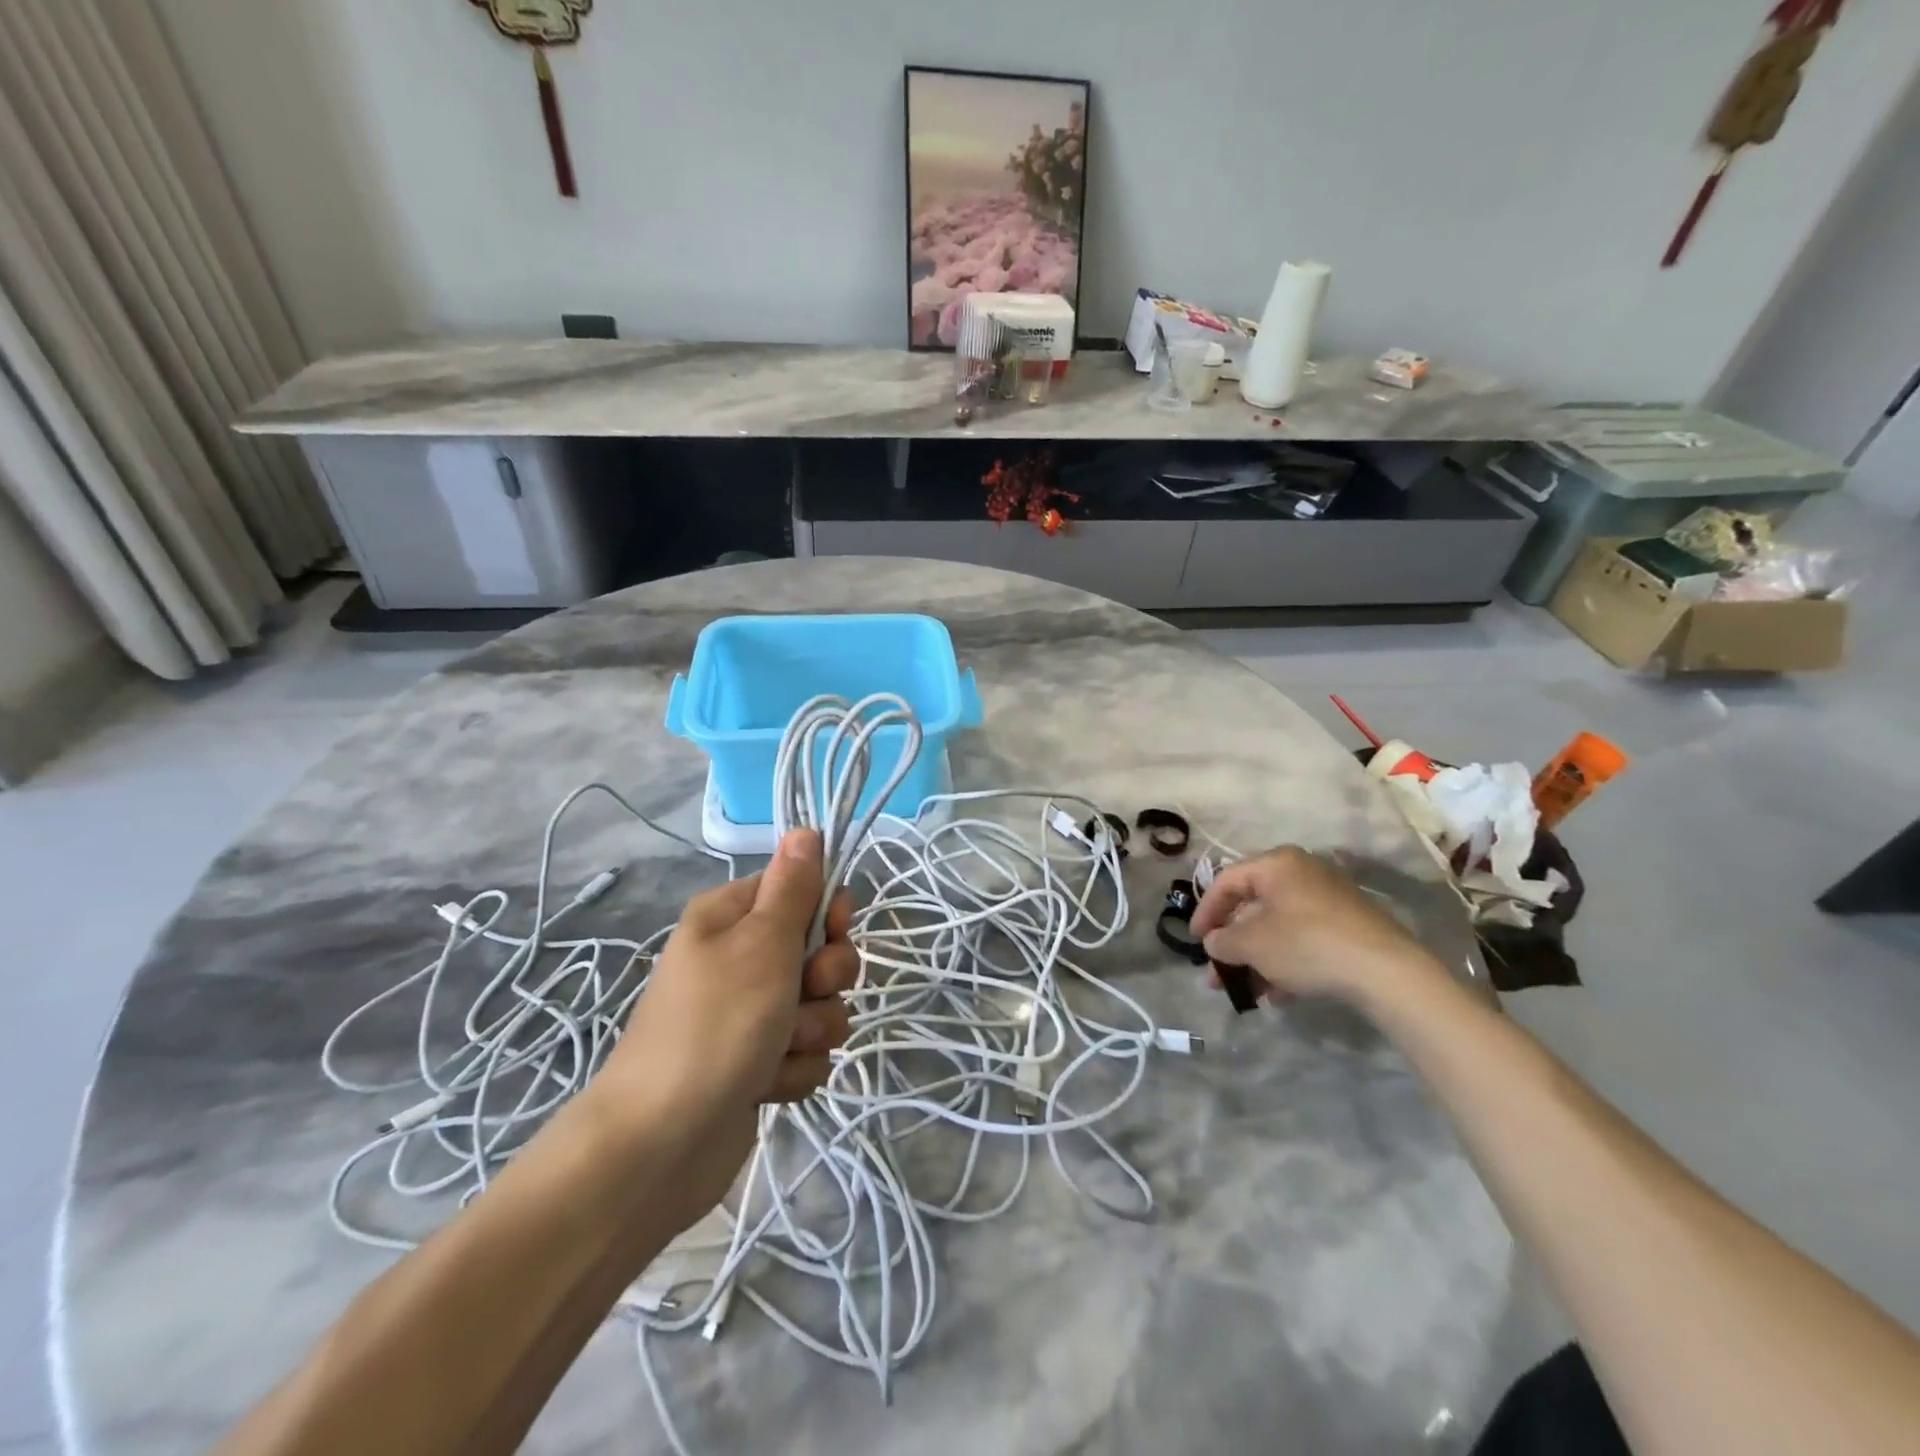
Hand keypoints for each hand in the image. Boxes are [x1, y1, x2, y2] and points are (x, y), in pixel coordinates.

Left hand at [588, 830, 856, 1229]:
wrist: (659, 1146)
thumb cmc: (715, 1026)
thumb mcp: (762, 944)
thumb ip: (793, 888)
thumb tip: (805, 829)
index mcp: (731, 917)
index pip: (802, 890)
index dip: (828, 912)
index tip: (835, 931)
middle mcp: (739, 958)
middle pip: (819, 950)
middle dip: (826, 978)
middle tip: (805, 993)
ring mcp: (748, 1014)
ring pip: (819, 1005)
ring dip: (811, 1029)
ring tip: (778, 1050)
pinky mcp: (757, 1062)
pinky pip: (805, 1052)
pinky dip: (794, 1069)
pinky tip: (767, 1086)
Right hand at [1190, 846, 1442, 1009]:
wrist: (1386, 972)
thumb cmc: (1307, 945)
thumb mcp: (1252, 944)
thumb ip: (1223, 941)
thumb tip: (1214, 943)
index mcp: (1277, 864)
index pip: (1226, 881)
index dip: (1205, 912)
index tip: (1195, 941)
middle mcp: (1302, 872)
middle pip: (1253, 906)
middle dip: (1232, 943)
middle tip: (1217, 972)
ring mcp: (1329, 899)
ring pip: (1278, 926)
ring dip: (1256, 958)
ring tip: (1246, 991)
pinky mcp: (1348, 925)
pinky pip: (1303, 938)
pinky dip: (1285, 961)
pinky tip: (1278, 994)